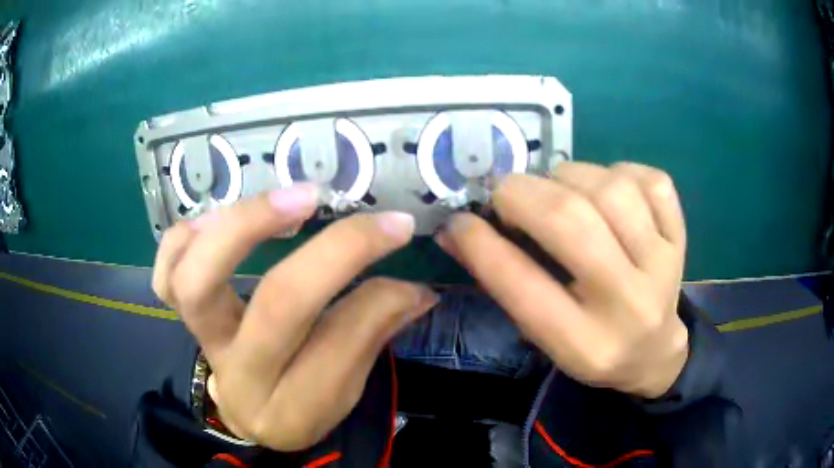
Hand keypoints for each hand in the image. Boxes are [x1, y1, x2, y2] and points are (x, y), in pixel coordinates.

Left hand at [152, 185, 437, 449]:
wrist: (250, 412)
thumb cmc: (303, 402)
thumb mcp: (347, 388)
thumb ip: (375, 331)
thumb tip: (417, 287)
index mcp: (295, 408)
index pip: (343, 341)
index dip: (380, 288)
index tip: (398, 232)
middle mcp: (241, 377)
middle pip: (277, 306)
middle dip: (331, 251)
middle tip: (360, 209)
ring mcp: (202, 342)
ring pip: (197, 281)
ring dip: (243, 225)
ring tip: (290, 199)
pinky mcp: (182, 316)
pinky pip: (165, 272)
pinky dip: (185, 235)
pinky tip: (219, 218)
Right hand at [436, 162, 688, 397]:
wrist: (654, 350)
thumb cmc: (592, 349)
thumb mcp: (544, 336)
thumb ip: (504, 284)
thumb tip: (458, 231)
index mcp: (585, 344)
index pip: (523, 286)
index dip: (480, 244)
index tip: (458, 221)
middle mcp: (629, 304)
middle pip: (571, 222)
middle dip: (522, 194)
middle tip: (504, 193)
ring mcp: (663, 265)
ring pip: (611, 189)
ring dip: (569, 176)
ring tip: (558, 190)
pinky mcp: (680, 237)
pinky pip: (649, 180)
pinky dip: (618, 171)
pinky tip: (606, 189)